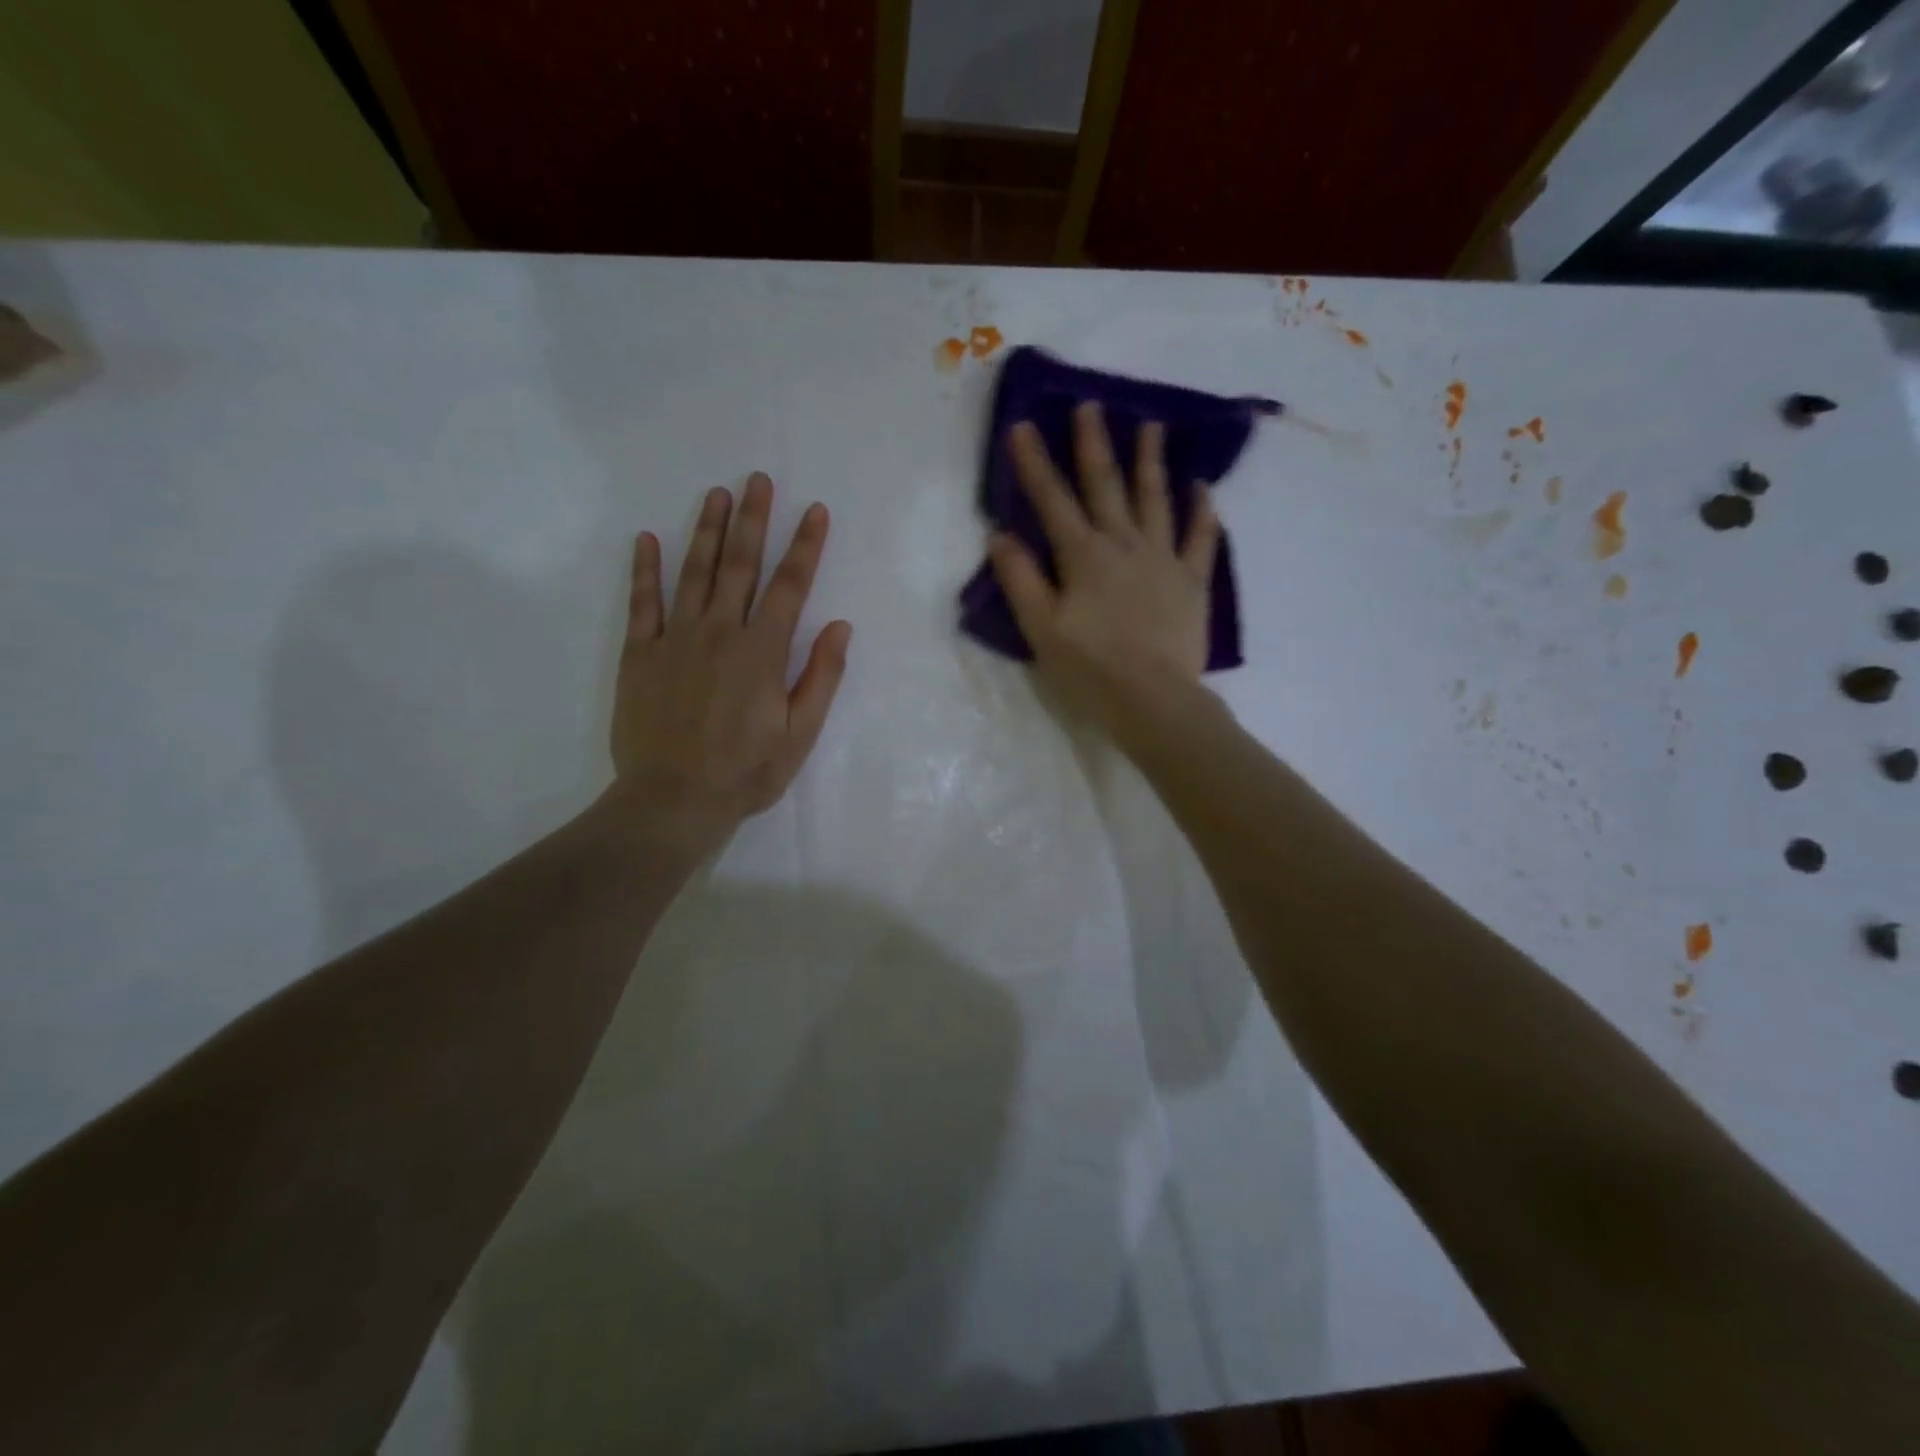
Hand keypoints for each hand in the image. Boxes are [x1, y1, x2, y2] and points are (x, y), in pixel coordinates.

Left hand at [607, 473, 850, 853]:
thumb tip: (840, 626)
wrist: (673, 800)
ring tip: (716, 494)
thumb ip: (821, 677)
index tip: (815, 510)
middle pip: (739, 565)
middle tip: (757, 480)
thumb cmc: (745, 772)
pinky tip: (647, 541)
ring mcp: (675, 639)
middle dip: (752, 520)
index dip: (805, 546)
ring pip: (693, 573)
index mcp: (762, 652)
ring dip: (706, 530)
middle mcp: (720, 633)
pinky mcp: (641, 654)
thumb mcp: (800, 733)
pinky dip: (645, 571)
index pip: (790, 586)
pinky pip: (642, 603)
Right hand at [989, 402, 1219, 739]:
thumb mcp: (1041, 630)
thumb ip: (1020, 580)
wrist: (1153, 701)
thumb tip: (1000, 535)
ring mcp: (1163, 560)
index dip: (1035, 464)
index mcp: (1083, 557)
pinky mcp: (1192, 582)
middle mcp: (1124, 546)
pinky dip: (1202, 512)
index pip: (1052, 501)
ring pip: (1156, 500)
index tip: (1023, 425)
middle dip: (1094, 445)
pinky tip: (1202, 488)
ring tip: (1152, 425)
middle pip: (1106, 486)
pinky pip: (1201, 539)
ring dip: (1151, 461)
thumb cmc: (1090, 670)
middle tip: (1091, 405)